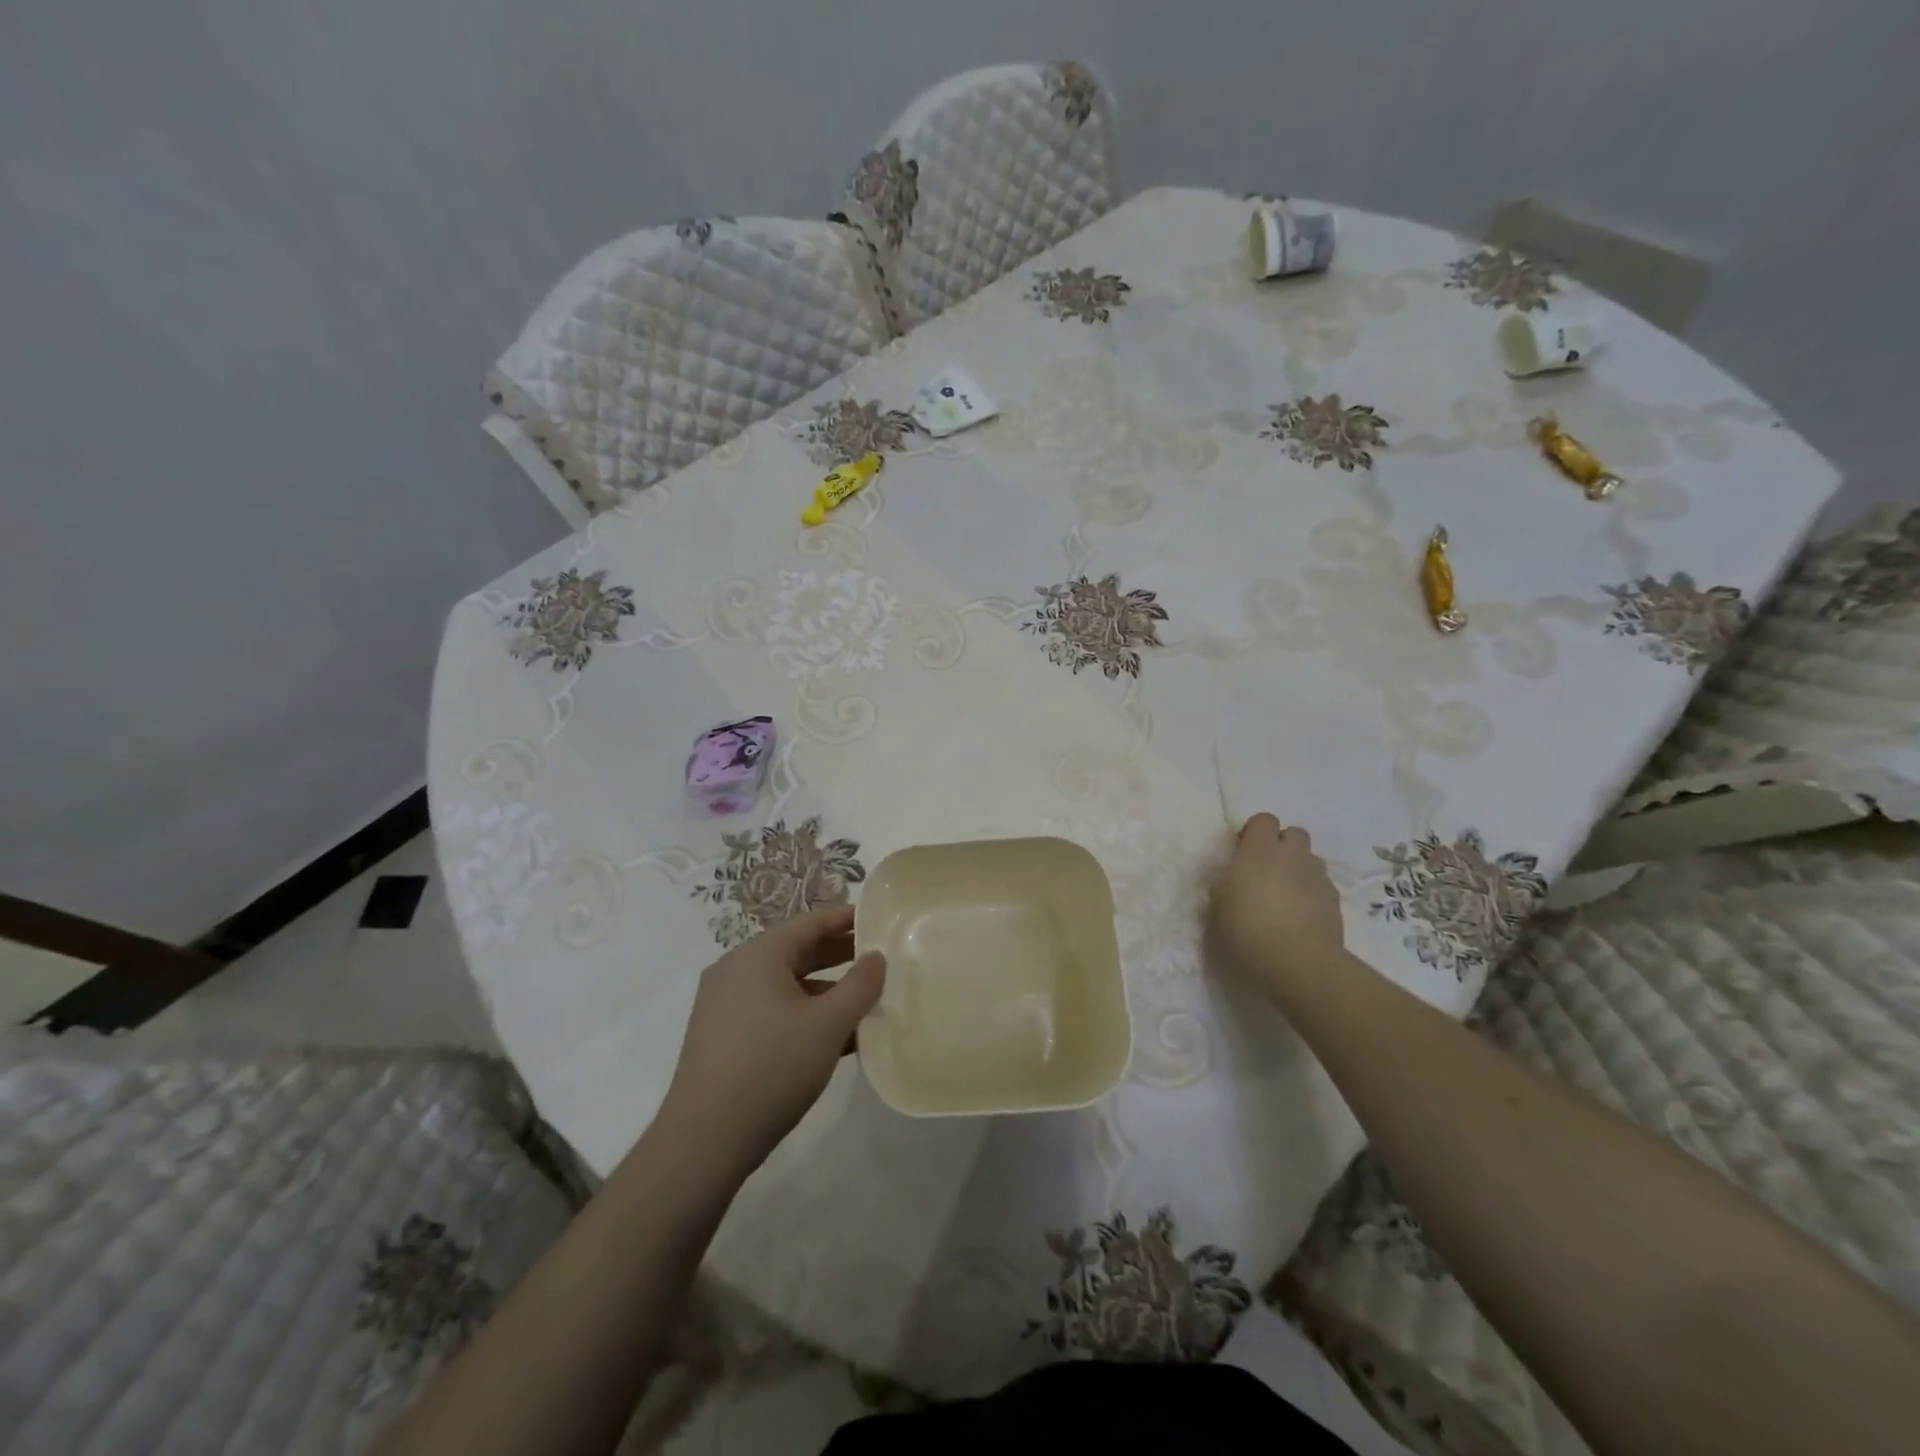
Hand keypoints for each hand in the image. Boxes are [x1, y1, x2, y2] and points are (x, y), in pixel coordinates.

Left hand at [657, 904, 884, 1176]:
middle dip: (839, 954)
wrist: (705, 1140)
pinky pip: (771, 1009)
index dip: (847, 919)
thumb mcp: (828, 1025)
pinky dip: (803, 1013)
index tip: (880, 919)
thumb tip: (877, 957)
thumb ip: (860, 986)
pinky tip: (834, 1038)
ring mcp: (725, 1004)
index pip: (811, 922)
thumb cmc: (772, 1067)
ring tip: (864, 1001)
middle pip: (797, 950)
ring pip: (785, 983)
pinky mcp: (722, 1036)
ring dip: (825, 989)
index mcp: (759, 955)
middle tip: (879, 957)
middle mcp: (737, 970)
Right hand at [1208, 813, 1344, 997]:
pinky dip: (1311, 893)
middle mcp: (1292, 854)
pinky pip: (1321, 885)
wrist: (1297, 960)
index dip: (1255, 832)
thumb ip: (1227, 878)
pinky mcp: (1334, 900)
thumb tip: (1235, 872)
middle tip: (1267, 871)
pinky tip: (1301, 916)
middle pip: (1294, 833)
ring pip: (1310, 860)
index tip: (1244, 852)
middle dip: (1283, 846)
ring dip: (1298, 869)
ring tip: (1285, 896)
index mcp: (1260, 849)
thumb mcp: (1218, 901)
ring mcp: (1317, 876)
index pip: (1264, 819)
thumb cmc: (1247, 926)